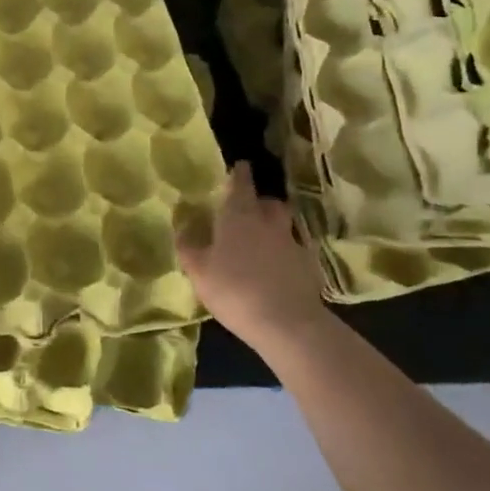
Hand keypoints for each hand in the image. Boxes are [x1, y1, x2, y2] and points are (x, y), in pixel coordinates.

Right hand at [176, 163, 330, 357]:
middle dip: (259, 201)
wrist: (287, 324)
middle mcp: (268, 222)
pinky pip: (295, 250)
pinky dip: (286, 253)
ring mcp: (292, 243)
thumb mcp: (199, 271)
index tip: (239, 167)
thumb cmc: (234, 289)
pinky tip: (277, 268)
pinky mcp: (308, 266)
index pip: (241, 183)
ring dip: (274, 226)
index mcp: (239, 215)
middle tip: (248, 209)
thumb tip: (182, 225)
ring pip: (284, 224)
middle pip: (268, 201)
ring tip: (262, 239)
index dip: (239, 174)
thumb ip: (188, 246)